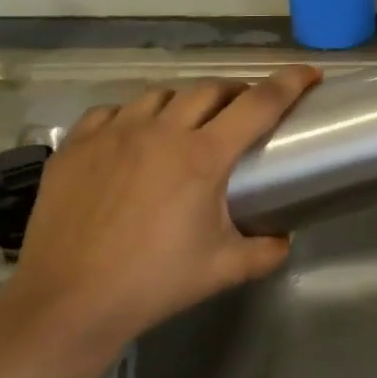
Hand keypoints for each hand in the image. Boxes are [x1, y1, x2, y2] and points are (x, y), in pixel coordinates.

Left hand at [3, 67, 320, 350]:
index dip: (290, 82)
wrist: (67, 304)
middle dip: (237, 93)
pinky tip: (133, 139)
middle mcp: (161, 132)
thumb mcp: (223, 269)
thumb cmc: (153, 283)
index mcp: (203, 156)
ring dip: (185, 103)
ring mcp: (113, 133)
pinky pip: (112, 112)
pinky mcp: (76, 145)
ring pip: (161, 95)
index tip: (309, 73)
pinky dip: (133, 117)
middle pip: (211, 89)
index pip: (259, 104)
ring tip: (188, 125)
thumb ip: (266, 251)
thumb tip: (285, 238)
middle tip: (245, 111)